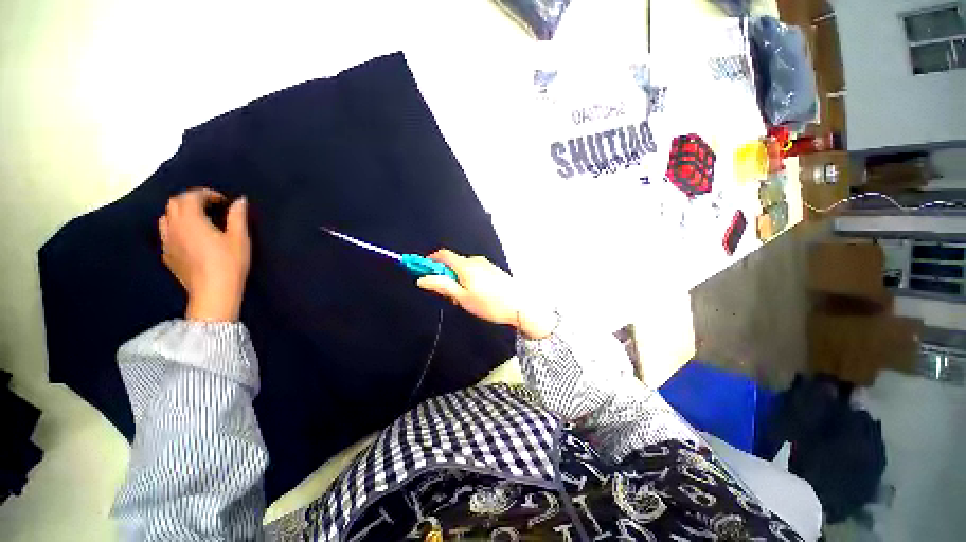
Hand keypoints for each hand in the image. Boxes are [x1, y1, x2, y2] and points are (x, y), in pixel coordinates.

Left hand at [159, 189, 250, 321]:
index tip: (224, 202)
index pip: (191, 196)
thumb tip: (240, 200)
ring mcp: (167, 242)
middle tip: (211, 207)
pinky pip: (166, 233)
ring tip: (199, 220)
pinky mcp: (167, 255)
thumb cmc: (230, 263)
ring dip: (181, 213)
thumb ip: (237, 216)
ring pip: (166, 217)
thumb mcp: (240, 239)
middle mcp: (174, 227)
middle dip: (191, 199)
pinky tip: (191, 238)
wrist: (213, 292)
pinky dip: (177, 228)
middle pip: (174, 203)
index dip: (207, 194)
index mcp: (191, 220)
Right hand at [416, 250, 556, 339]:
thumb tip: (422, 279)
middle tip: (448, 294)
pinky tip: (476, 294)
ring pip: (464, 268)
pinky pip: (474, 270)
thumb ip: (443, 286)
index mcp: (466, 265)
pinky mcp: (493, 270)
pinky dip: (468, 278)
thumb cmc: (489, 304)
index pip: (443, 255)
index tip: (422, 270)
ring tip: (464, 299)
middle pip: (453, 262)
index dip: (430, 260)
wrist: (520, 306)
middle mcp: (475, 261)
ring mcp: (486, 264)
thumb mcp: (463, 298)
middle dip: (445, 275)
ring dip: (457, 278)